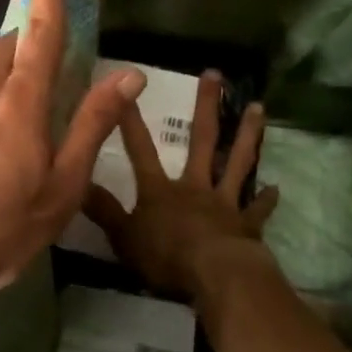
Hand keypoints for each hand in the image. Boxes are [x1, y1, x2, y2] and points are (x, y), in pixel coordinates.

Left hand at [0, 0, 145, 319]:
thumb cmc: (3, 226)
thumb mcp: (63, 185)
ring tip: (27, 135)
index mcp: (20, 100)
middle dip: (33, 43)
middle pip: (11, 45)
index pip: (41, 25)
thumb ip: (93, 124)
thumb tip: (128, 74)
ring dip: (12, 83)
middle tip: (55, 77)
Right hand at [84, 71, 278, 304]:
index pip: (140, 149)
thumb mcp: (123, 237)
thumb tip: (77, 183)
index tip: (127, 87)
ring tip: (258, 107)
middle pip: (201, 140)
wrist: (216, 277)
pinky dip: (266, 199)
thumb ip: (103, 210)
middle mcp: (194, 186)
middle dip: (206, 106)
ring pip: (237, 161)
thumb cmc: (166, 257)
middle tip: (215, 74)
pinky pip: (257, 208)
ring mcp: (224, 202)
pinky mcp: (247, 224)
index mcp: (160, 190)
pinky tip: (275, 188)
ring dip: (248, 134)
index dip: (130, 120)